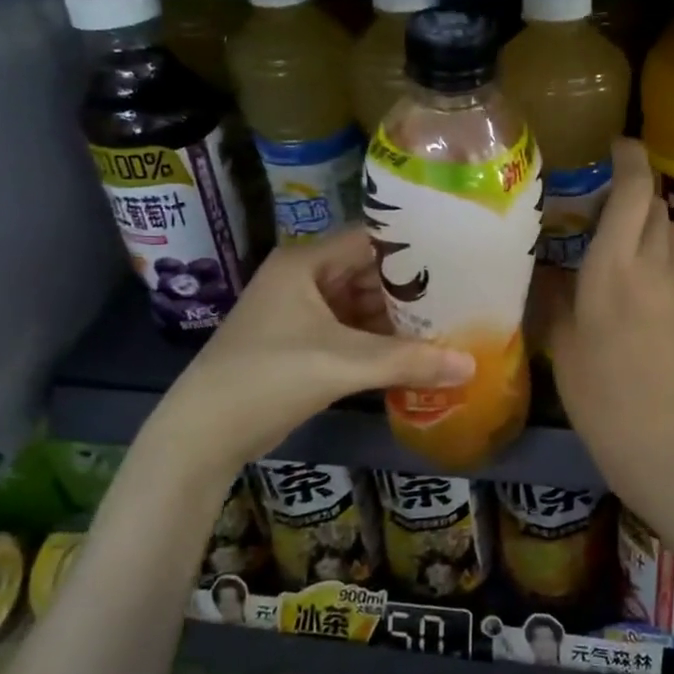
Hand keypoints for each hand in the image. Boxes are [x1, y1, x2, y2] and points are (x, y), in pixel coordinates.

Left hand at [166, 227, 474, 462]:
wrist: (203, 433)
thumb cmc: (269, 378)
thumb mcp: (342, 364)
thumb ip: (408, 361)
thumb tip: (470, 365)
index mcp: (306, 263)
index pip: (371, 239)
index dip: (414, 247)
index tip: (459, 256)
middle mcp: (304, 278)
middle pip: (369, 272)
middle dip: (411, 288)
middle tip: (462, 295)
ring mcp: (300, 312)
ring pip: (361, 304)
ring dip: (397, 318)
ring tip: (448, 322)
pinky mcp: (301, 343)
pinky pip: (350, 331)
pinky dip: (378, 341)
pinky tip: (415, 352)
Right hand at [546, 138, 673, 462]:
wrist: (661, 436)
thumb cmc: (598, 389)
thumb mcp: (562, 341)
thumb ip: (556, 298)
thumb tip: (550, 275)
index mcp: (613, 267)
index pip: (634, 193)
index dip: (632, 160)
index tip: (620, 147)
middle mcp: (653, 266)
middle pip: (658, 207)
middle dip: (639, 194)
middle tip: (612, 205)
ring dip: (654, 227)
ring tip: (628, 243)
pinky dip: (664, 262)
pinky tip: (646, 290)